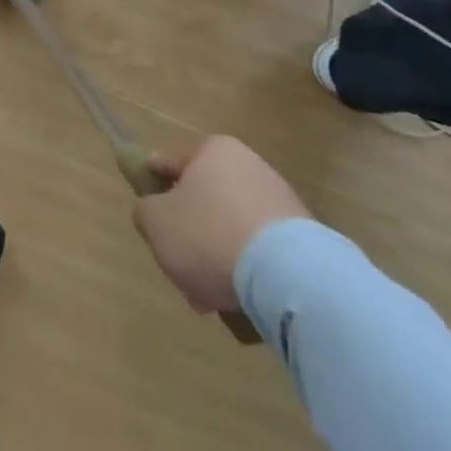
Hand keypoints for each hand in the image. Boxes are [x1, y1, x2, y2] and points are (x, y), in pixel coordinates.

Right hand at [133, 136, 310, 315]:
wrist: (290, 278)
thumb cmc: (210, 235)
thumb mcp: (155, 222)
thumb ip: (145, 211)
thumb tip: (154, 213)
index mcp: (213, 150)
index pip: (169, 162)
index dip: (152, 186)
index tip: (147, 213)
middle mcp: (249, 166)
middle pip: (203, 201)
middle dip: (188, 235)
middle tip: (178, 266)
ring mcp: (281, 202)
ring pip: (230, 229)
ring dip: (215, 258)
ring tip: (208, 297)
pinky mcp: (305, 240)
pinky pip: (260, 252)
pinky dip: (246, 272)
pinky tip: (237, 300)